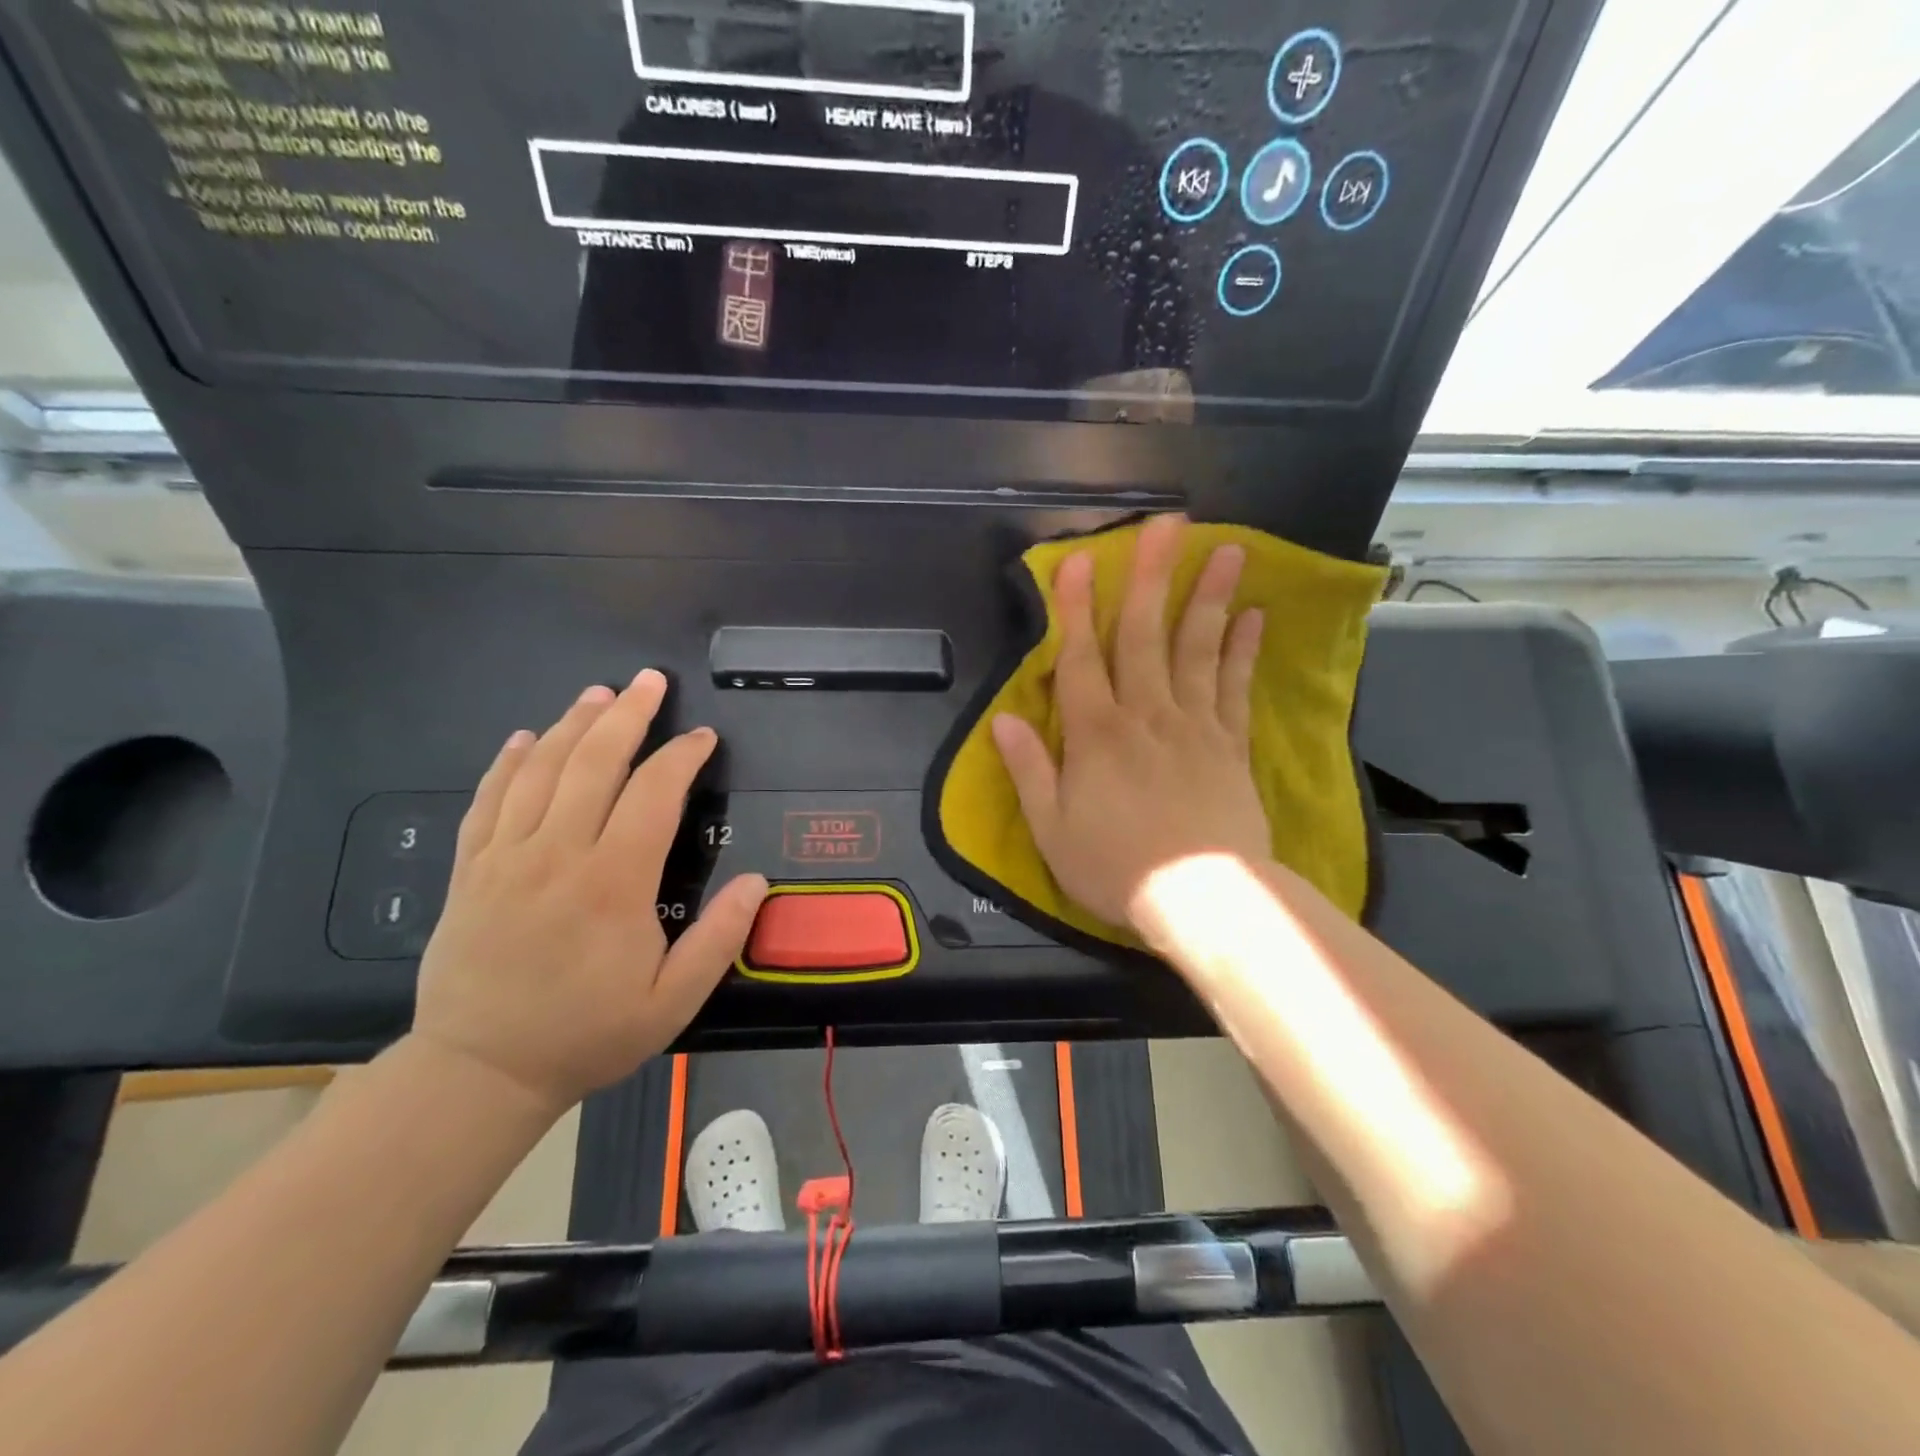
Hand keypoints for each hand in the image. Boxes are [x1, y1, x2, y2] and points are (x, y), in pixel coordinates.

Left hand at [412, 670, 766, 1113]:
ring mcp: (505, 858)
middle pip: (594, 763)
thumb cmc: (586, 1034)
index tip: (702, 737)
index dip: (681, 757)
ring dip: (573, 725)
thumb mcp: (671, 1003)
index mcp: (613, 883)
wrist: (478, 1072)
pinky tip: (525, 737)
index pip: (654, 795)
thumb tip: (757, 881)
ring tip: (598, 693)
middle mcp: (558, 855)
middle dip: (627, 715)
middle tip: (649, 681)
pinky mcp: (469, 871)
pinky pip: (487, 801)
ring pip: (541, 771)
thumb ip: (718, 939)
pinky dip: (508, 763)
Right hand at [992, 514, 1271, 932]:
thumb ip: (1028, 769)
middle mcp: (1146, 715)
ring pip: (1199, 650)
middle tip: (1168, 523)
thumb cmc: (1116, 867)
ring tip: (1227, 549)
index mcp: (1096, 734)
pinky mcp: (1231, 745)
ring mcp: (1195, 726)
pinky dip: (1243, 651)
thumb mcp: (1051, 829)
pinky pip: (1236, 688)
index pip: (1081, 658)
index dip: (1076, 608)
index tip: (1079, 561)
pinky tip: (1253, 616)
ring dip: (1209, 597)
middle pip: (1146, 636)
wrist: (1202, 899)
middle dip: (1152, 577)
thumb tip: (1002, 718)